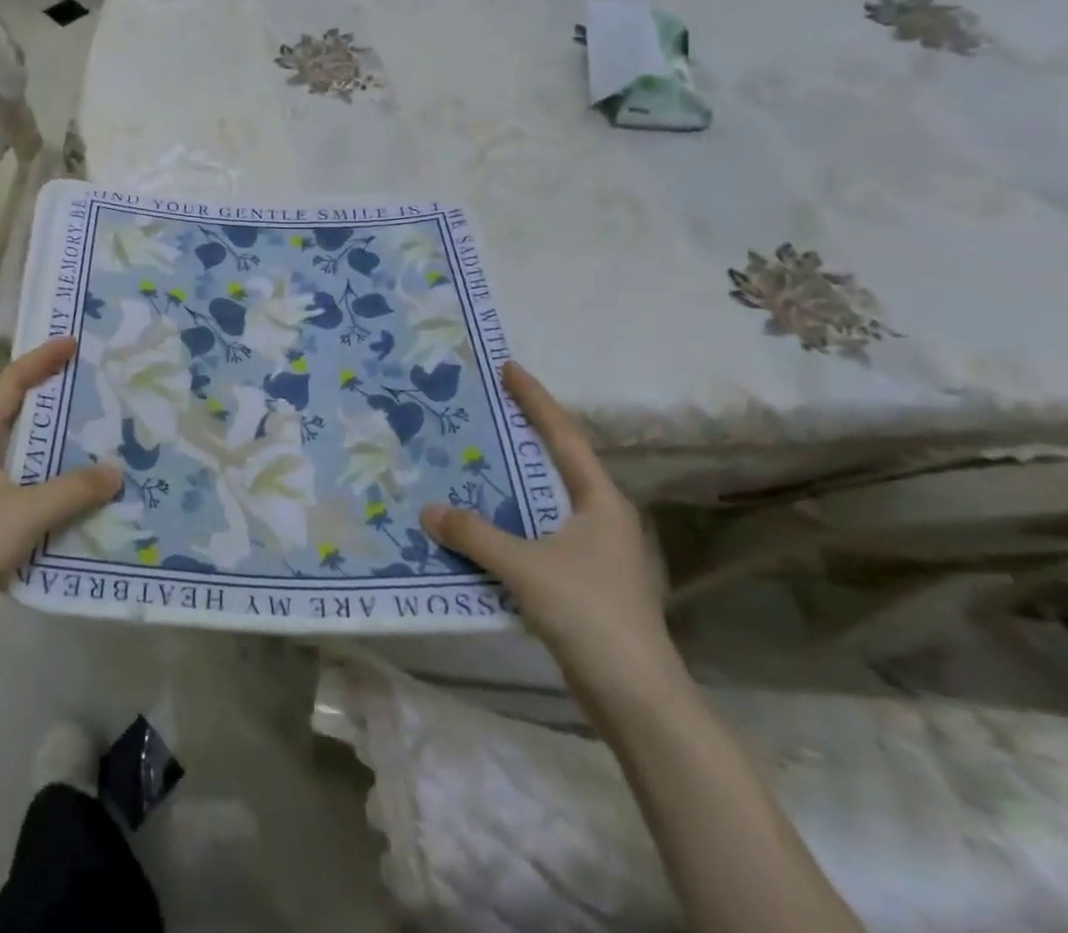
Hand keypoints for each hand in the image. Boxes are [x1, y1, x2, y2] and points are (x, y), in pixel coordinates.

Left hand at [0, 338, 120, 661]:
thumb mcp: (26, 511)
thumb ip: (74, 489)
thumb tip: (117, 471)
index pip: (10, 386)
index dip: (40, 360)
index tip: (73, 344)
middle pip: (23, 419)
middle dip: (59, 404)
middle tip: (100, 392)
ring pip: (31, 460)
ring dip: (64, 452)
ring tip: (107, 442)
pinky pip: (34, 495)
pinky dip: (61, 490)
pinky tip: (91, 499)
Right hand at [420, 360, 677, 695]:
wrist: (638, 701)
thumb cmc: (591, 616)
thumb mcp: (527, 569)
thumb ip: (476, 536)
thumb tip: (429, 509)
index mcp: (599, 502)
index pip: (563, 436)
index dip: (536, 399)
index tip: (508, 367)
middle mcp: (599, 518)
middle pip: (554, 463)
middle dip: (520, 435)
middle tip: (481, 409)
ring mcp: (593, 552)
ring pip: (543, 502)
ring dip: (509, 483)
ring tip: (468, 460)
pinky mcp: (581, 582)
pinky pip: (536, 535)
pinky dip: (508, 522)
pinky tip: (478, 526)